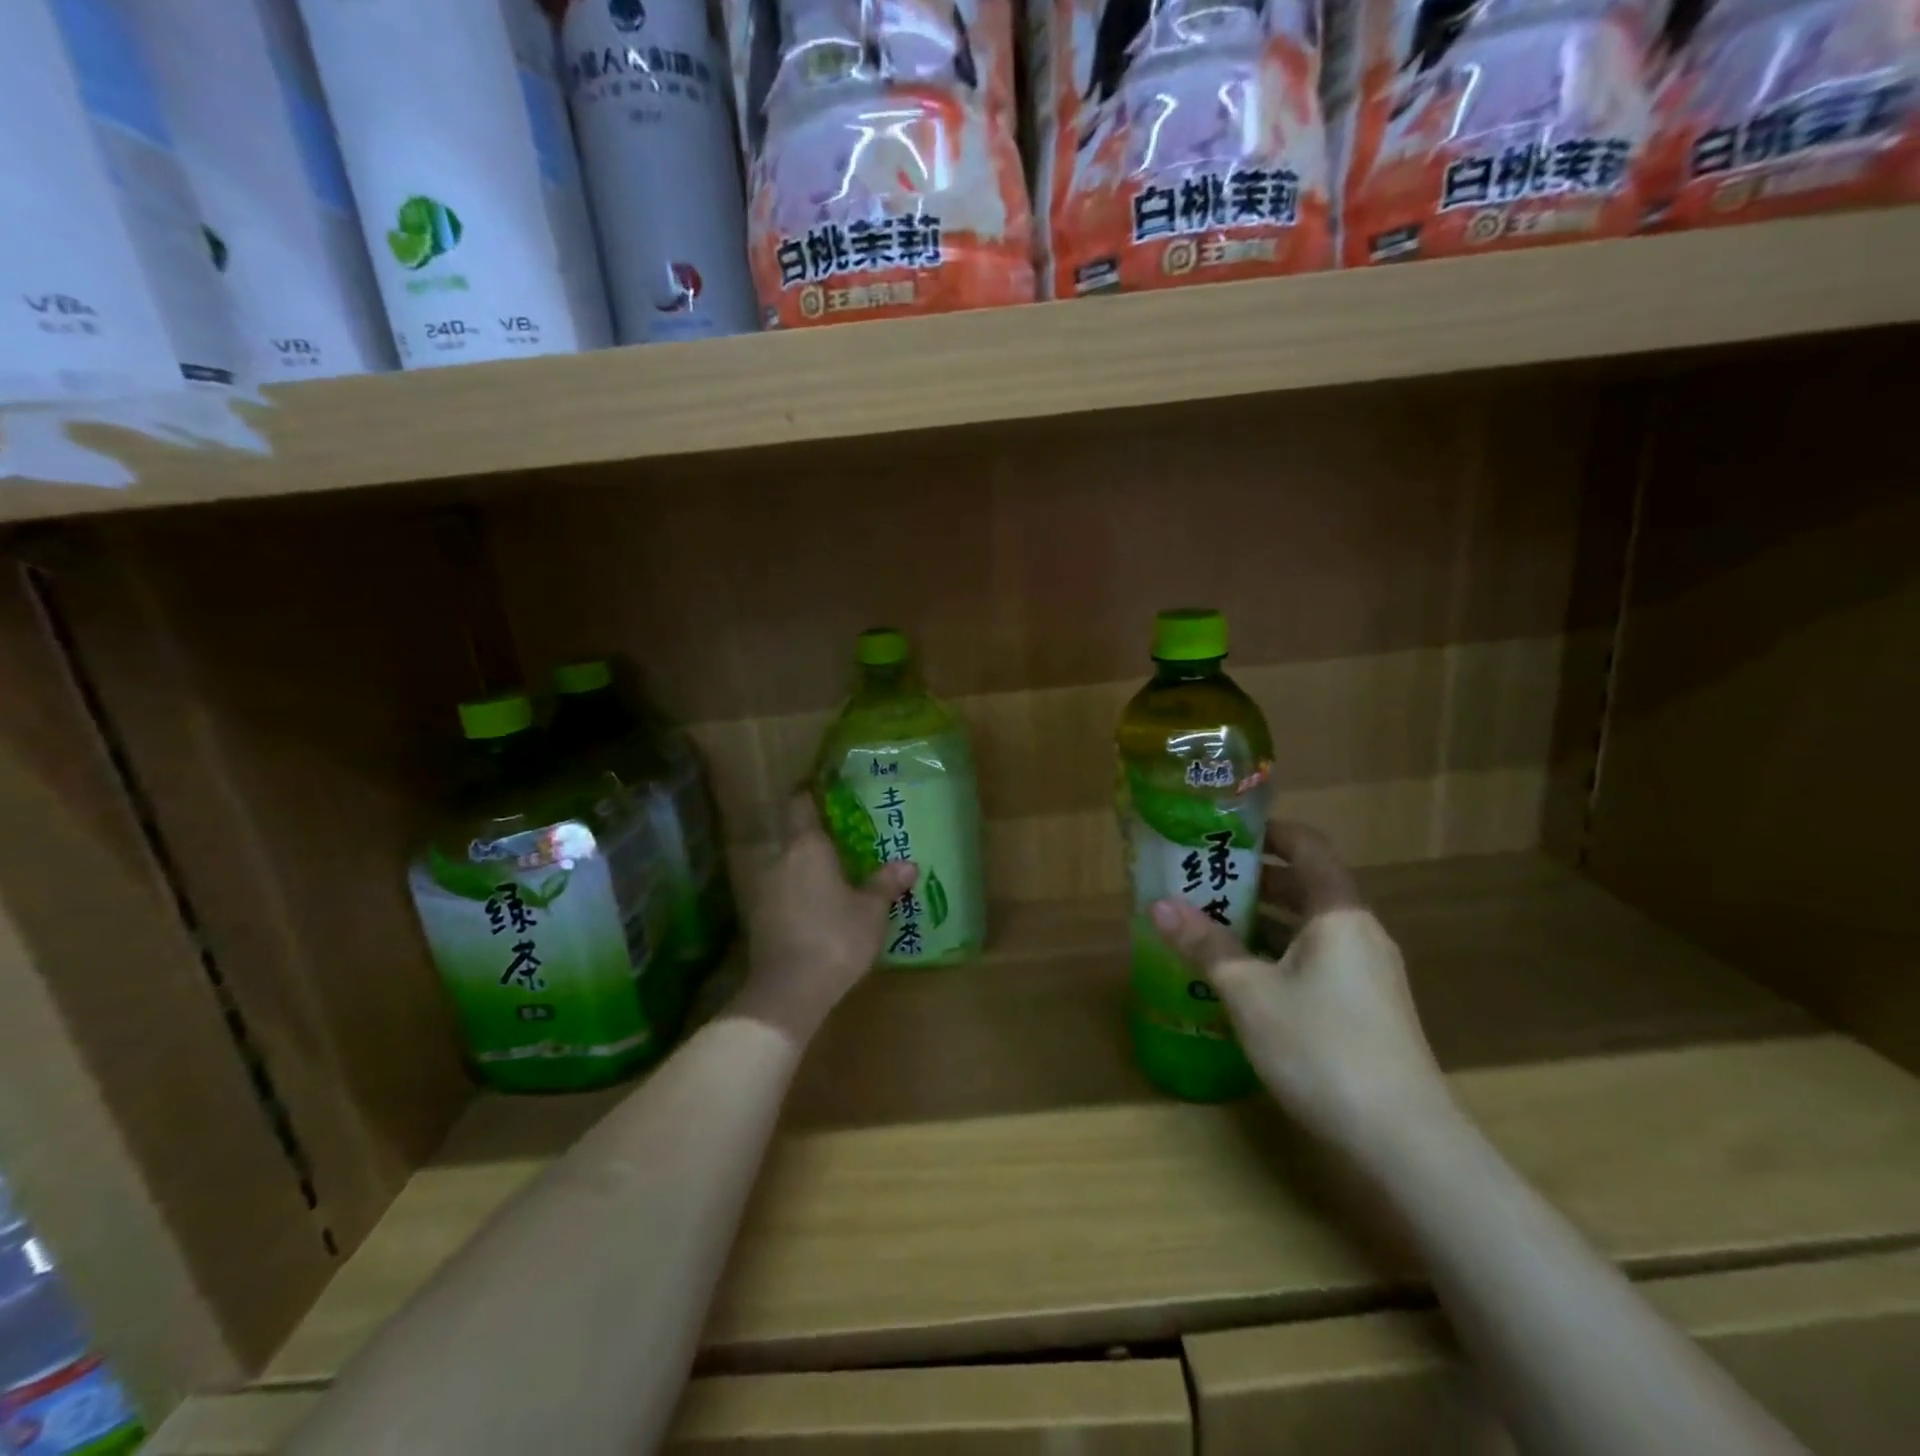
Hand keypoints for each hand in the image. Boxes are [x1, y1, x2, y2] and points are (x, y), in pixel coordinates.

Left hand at [737, 793, 917, 1044]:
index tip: (828, 793)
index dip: (811, 795)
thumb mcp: (871, 911)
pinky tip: (818, 909)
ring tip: (835, 879)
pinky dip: (798, 894)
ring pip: (788, 867)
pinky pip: (782, 892)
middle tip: (847, 845)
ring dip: (807, 870)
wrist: (789, 991)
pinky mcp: (758, 917)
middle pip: (796, 837)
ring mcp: (764, 888)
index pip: (801, 804)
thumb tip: (908, 865)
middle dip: (819, 840)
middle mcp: (780, 859)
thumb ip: (885, 884)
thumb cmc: (836, 938)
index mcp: (807, 846)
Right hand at [1150, 822, 1448, 1151]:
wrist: (1404, 1141)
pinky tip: (1242, 974)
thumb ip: (1206, 945)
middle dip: (1254, 878)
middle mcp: (1359, 932)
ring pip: (1308, 926)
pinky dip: (1278, 952)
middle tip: (1201, 876)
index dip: (1269, 831)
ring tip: (1210, 920)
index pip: (1308, 846)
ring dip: (1262, 919)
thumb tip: (1159, 905)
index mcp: (1338, 913)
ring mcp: (1367, 972)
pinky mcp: (1366, 1007)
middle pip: (1306, 885)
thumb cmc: (1322, 1047)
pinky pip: (1316, 958)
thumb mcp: (1250, 993)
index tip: (1225, 832)